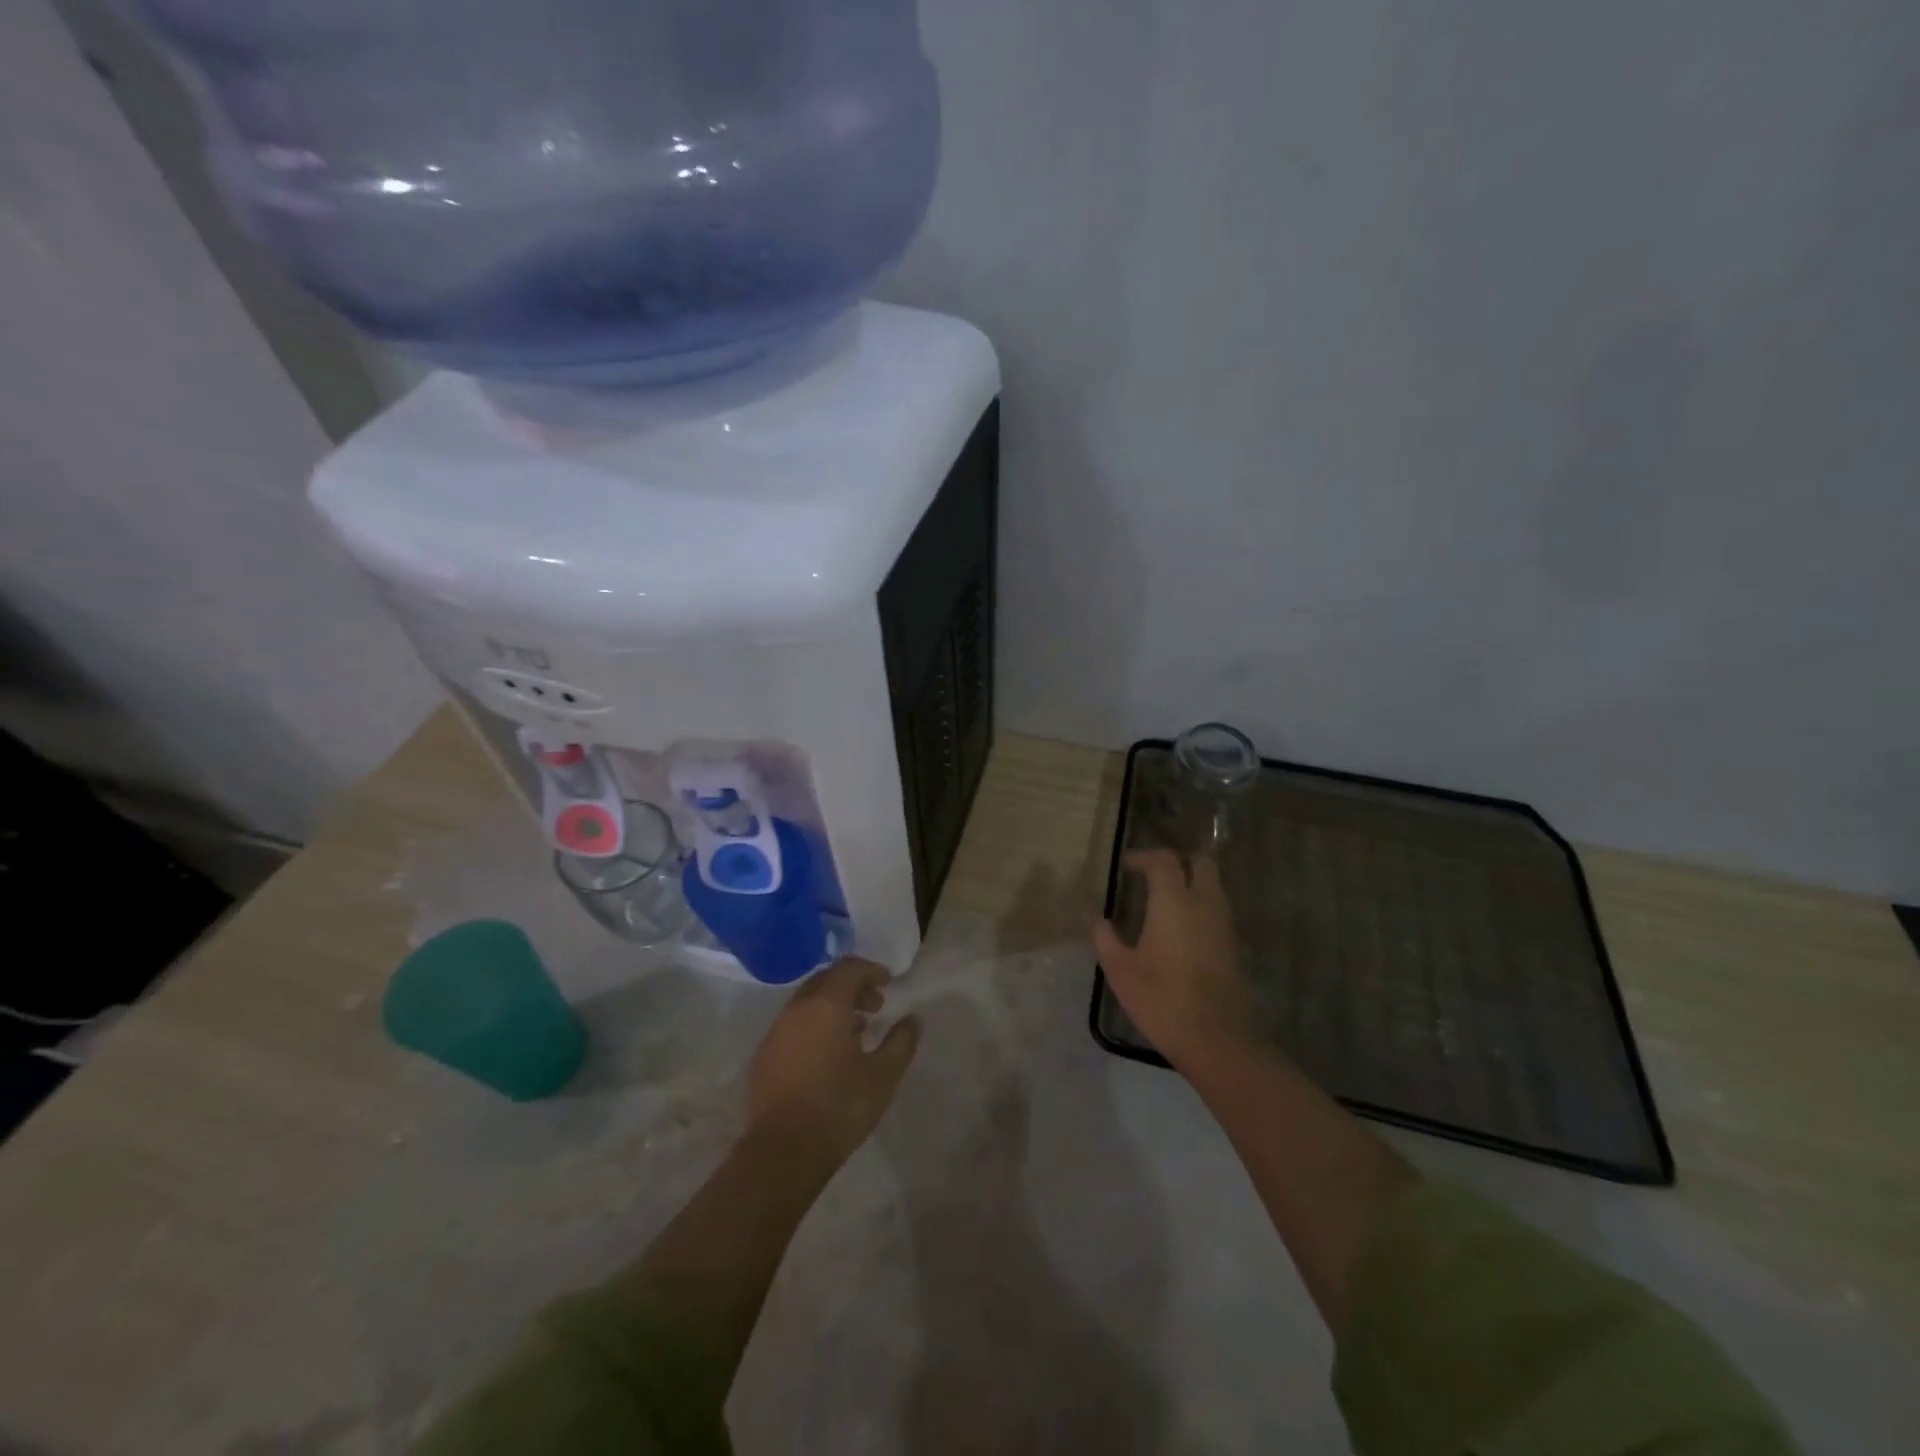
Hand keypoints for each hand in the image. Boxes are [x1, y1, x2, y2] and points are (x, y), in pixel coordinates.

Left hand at [747, 957, 921, 1164]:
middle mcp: (797, 1010)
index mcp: (826, 1005)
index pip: (848, 968)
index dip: (871, 970)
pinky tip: (829, 1056)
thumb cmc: (839, 1107)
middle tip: (875, 1007)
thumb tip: (913, 1019)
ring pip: (808, 1003)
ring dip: (833, 1007)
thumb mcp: (883, 1075)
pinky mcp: (764, 1057)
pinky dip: (815, 1026)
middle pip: (826, 981)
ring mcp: (776, 1033)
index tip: (889, 985)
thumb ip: (901, 1042)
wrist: (783, 1152)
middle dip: (852, 987)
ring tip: (856, 1033)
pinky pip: (794, 1026)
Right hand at [1093, 849, 1258, 1069]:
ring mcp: (1224, 923)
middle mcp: (1204, 903)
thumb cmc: (1162, 999)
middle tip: (1153, 873)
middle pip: (1200, 862)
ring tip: (1165, 899)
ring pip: (1213, 885)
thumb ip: (1106, 939)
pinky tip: (1181, 927)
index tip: (1127, 865)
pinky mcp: (1233, 944)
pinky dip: (1201, 904)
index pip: (1163, 861)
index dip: (1144, 857)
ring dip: (1192, 882)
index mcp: (1174, 901)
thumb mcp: (1121, 970)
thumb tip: (1097, 920)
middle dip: (1177, 861)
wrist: (1216, 1038)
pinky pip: (1217, 908)